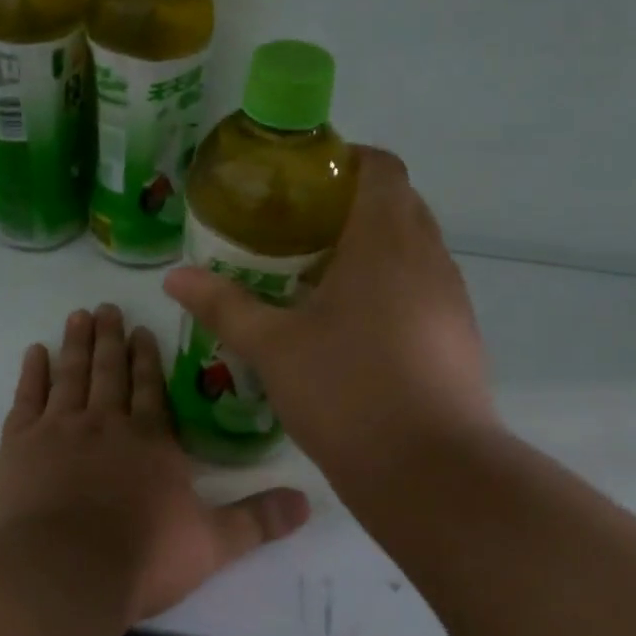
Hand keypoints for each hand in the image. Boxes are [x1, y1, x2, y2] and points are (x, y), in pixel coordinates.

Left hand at [0, 304, 310, 622]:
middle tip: (105, 308)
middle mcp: (106, 423)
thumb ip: (257, 520)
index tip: (142, 328)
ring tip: (78, 316)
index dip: (148, 358)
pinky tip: (34, 352)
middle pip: (110, 371)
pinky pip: (27, 397)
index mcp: (150, 441)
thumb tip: (308, 502)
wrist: (60, 573)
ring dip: (76, 344)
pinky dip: (31, 373)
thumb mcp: (212, 544)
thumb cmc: (141, 558)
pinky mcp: (19, 445)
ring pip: (71, 374)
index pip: (151, 388)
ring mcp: (59, 429)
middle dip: (110, 338)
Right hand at [162, 147, 495, 498]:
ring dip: (374, 246)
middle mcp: (429, 256)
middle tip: (297, 229)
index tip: (303, 181)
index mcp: (386, 240)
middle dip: (352, 204)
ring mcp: (452, 297)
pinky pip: (425, 285)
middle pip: (399, 202)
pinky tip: (354, 325)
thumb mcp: (273, 347)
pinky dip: (393, 284)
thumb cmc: (347, 392)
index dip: (345, 160)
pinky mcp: (461, 335)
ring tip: (320, 276)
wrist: (432, 475)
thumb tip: (174, 277)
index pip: (381, 167)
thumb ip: (223, 305)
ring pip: (415, 246)